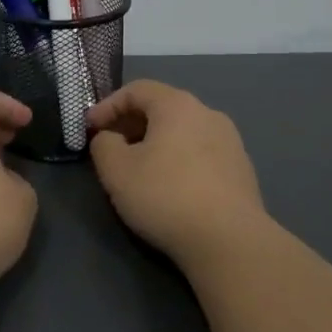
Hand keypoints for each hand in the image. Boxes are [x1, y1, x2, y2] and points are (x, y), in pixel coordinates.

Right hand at [87, 80, 266, 266]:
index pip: (136, 89)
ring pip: (183, 132)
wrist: (229, 241)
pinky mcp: (241, 170)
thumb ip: (103, 145)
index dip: (107, 105)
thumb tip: (110, 138)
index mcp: (178, 105)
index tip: (89, 128)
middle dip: (131, 124)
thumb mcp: (116, 170)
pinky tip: (170, 187)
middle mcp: (208, 114)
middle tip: (110, 147)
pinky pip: (201, 154)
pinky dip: (179, 160)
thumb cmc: (166, 196)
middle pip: (162, 108)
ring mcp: (231, 141)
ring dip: (156, 143)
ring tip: (139, 169)